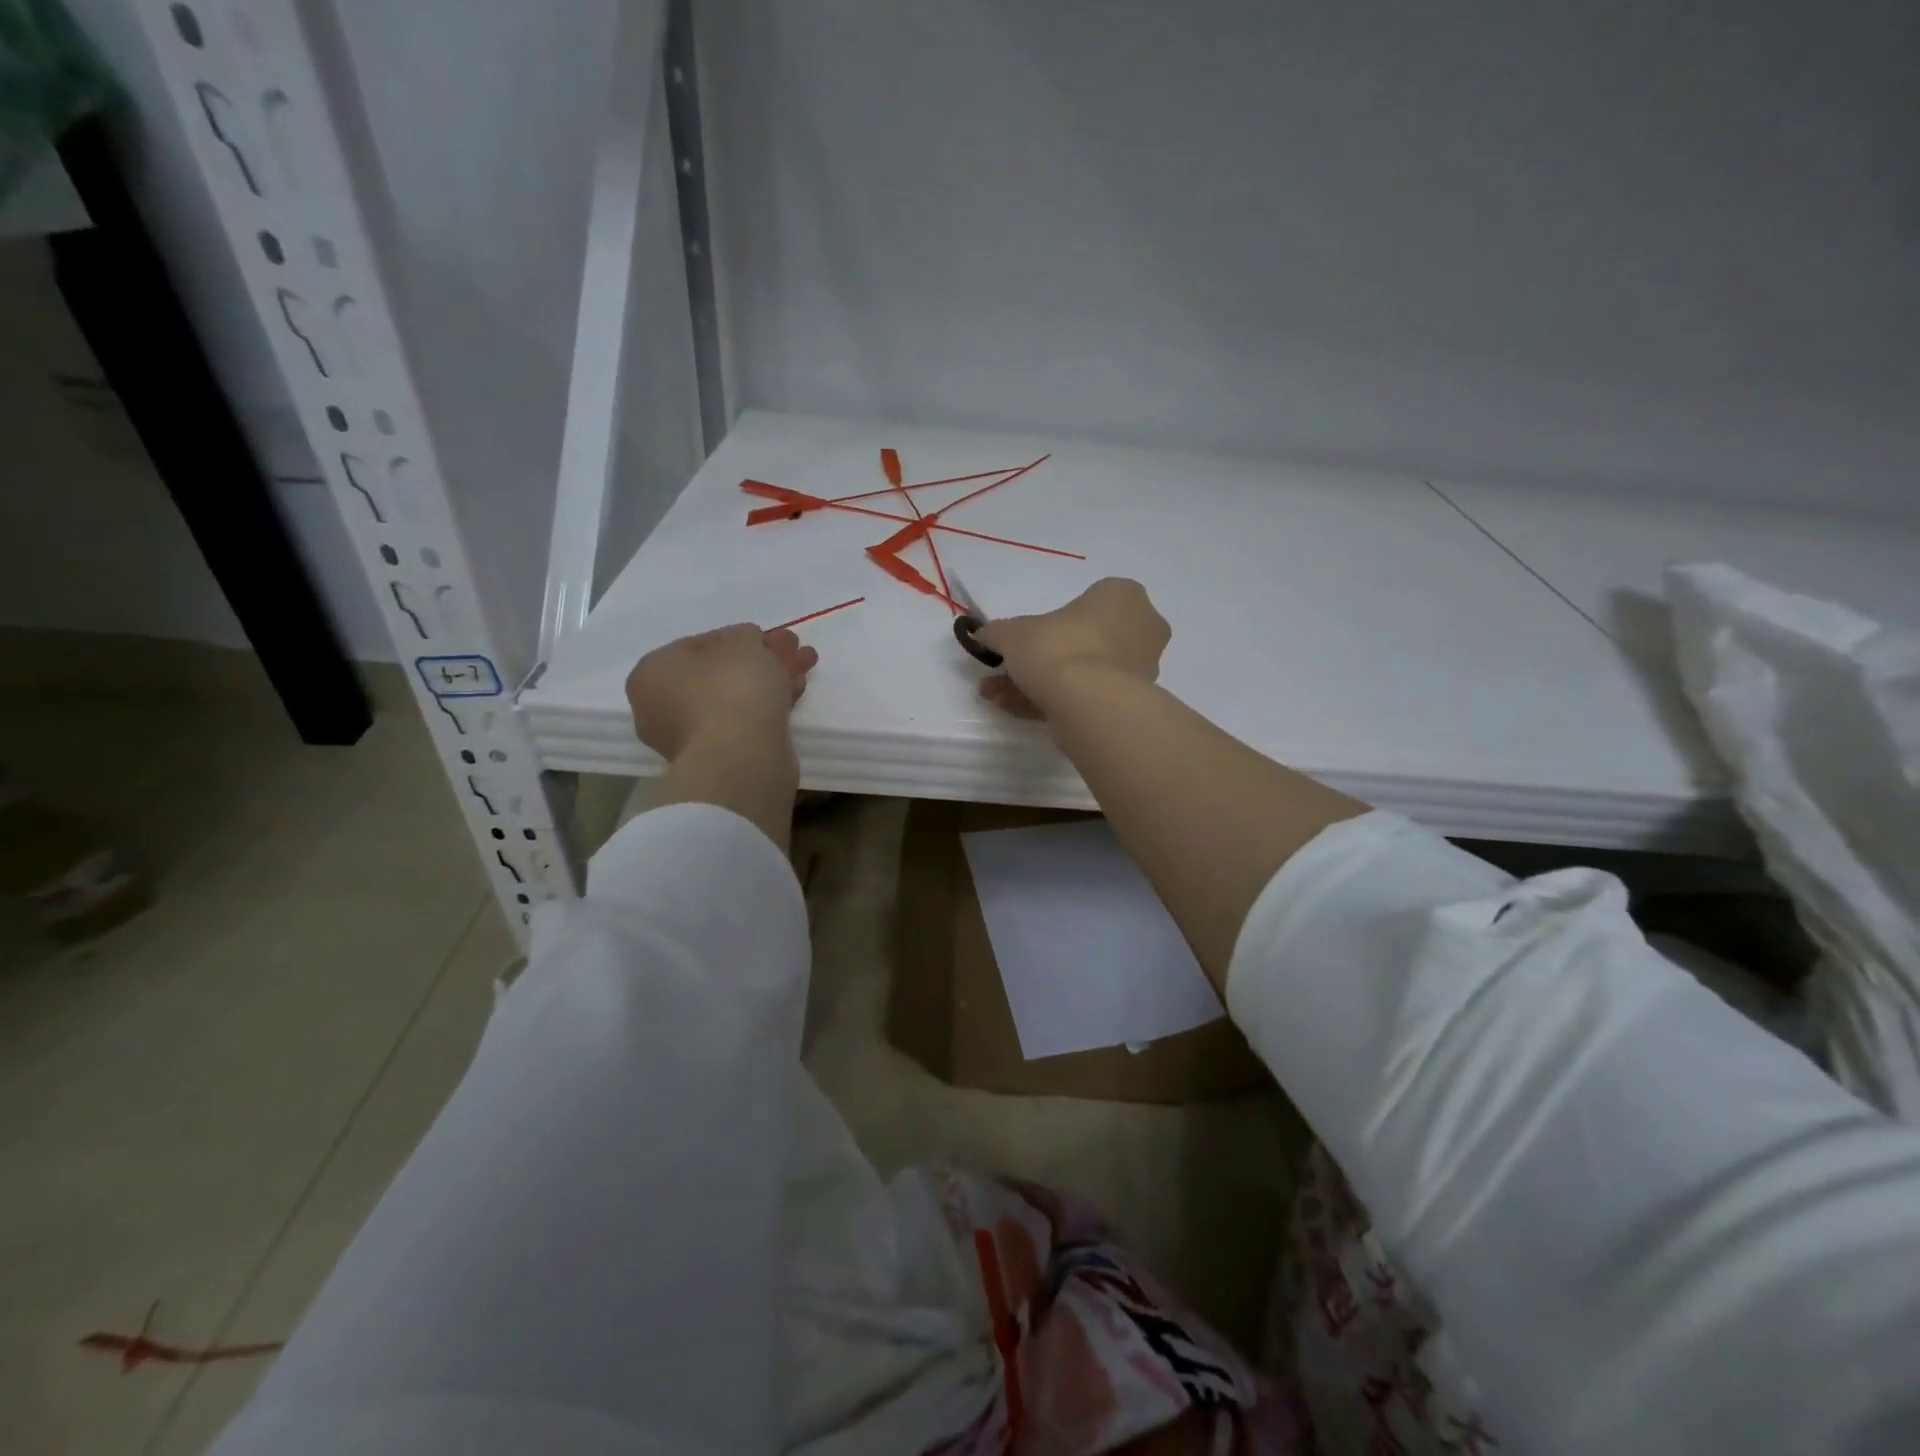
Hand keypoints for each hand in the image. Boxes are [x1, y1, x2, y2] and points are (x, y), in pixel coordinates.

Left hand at [625, 625, 817, 759]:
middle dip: (760, 659)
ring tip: (806, 665)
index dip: (740, 636)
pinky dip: (769, 704)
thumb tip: (747, 643)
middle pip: (721, 672)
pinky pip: (745, 721)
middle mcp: (662, 705)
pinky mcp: (719, 757)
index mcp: (653, 671)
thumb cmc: (731, 689)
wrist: (741, 758)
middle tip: (794, 648)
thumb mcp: (744, 642)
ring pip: (737, 697)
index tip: (771, 636)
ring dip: (771, 679)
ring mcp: (690, 736)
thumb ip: (745, 635)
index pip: (700, 644)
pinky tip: (797, 691)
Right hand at [974, 577, 1168, 719]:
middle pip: (1081, 641)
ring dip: (1039, 684)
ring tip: (999, 697)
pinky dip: (1053, 702)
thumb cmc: (1058, 648)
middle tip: (1003, 674)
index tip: (1020, 643)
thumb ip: (996, 632)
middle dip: (1037, 660)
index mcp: (1122, 596)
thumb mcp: (1013, 634)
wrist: (1090, 704)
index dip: (1046, 625)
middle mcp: (1140, 627)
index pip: (1084, 603)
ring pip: (1082, 672)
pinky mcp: (1131, 703)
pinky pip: (1087, 696)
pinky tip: (1016, 711)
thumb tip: (981, 635)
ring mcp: (1140, 668)